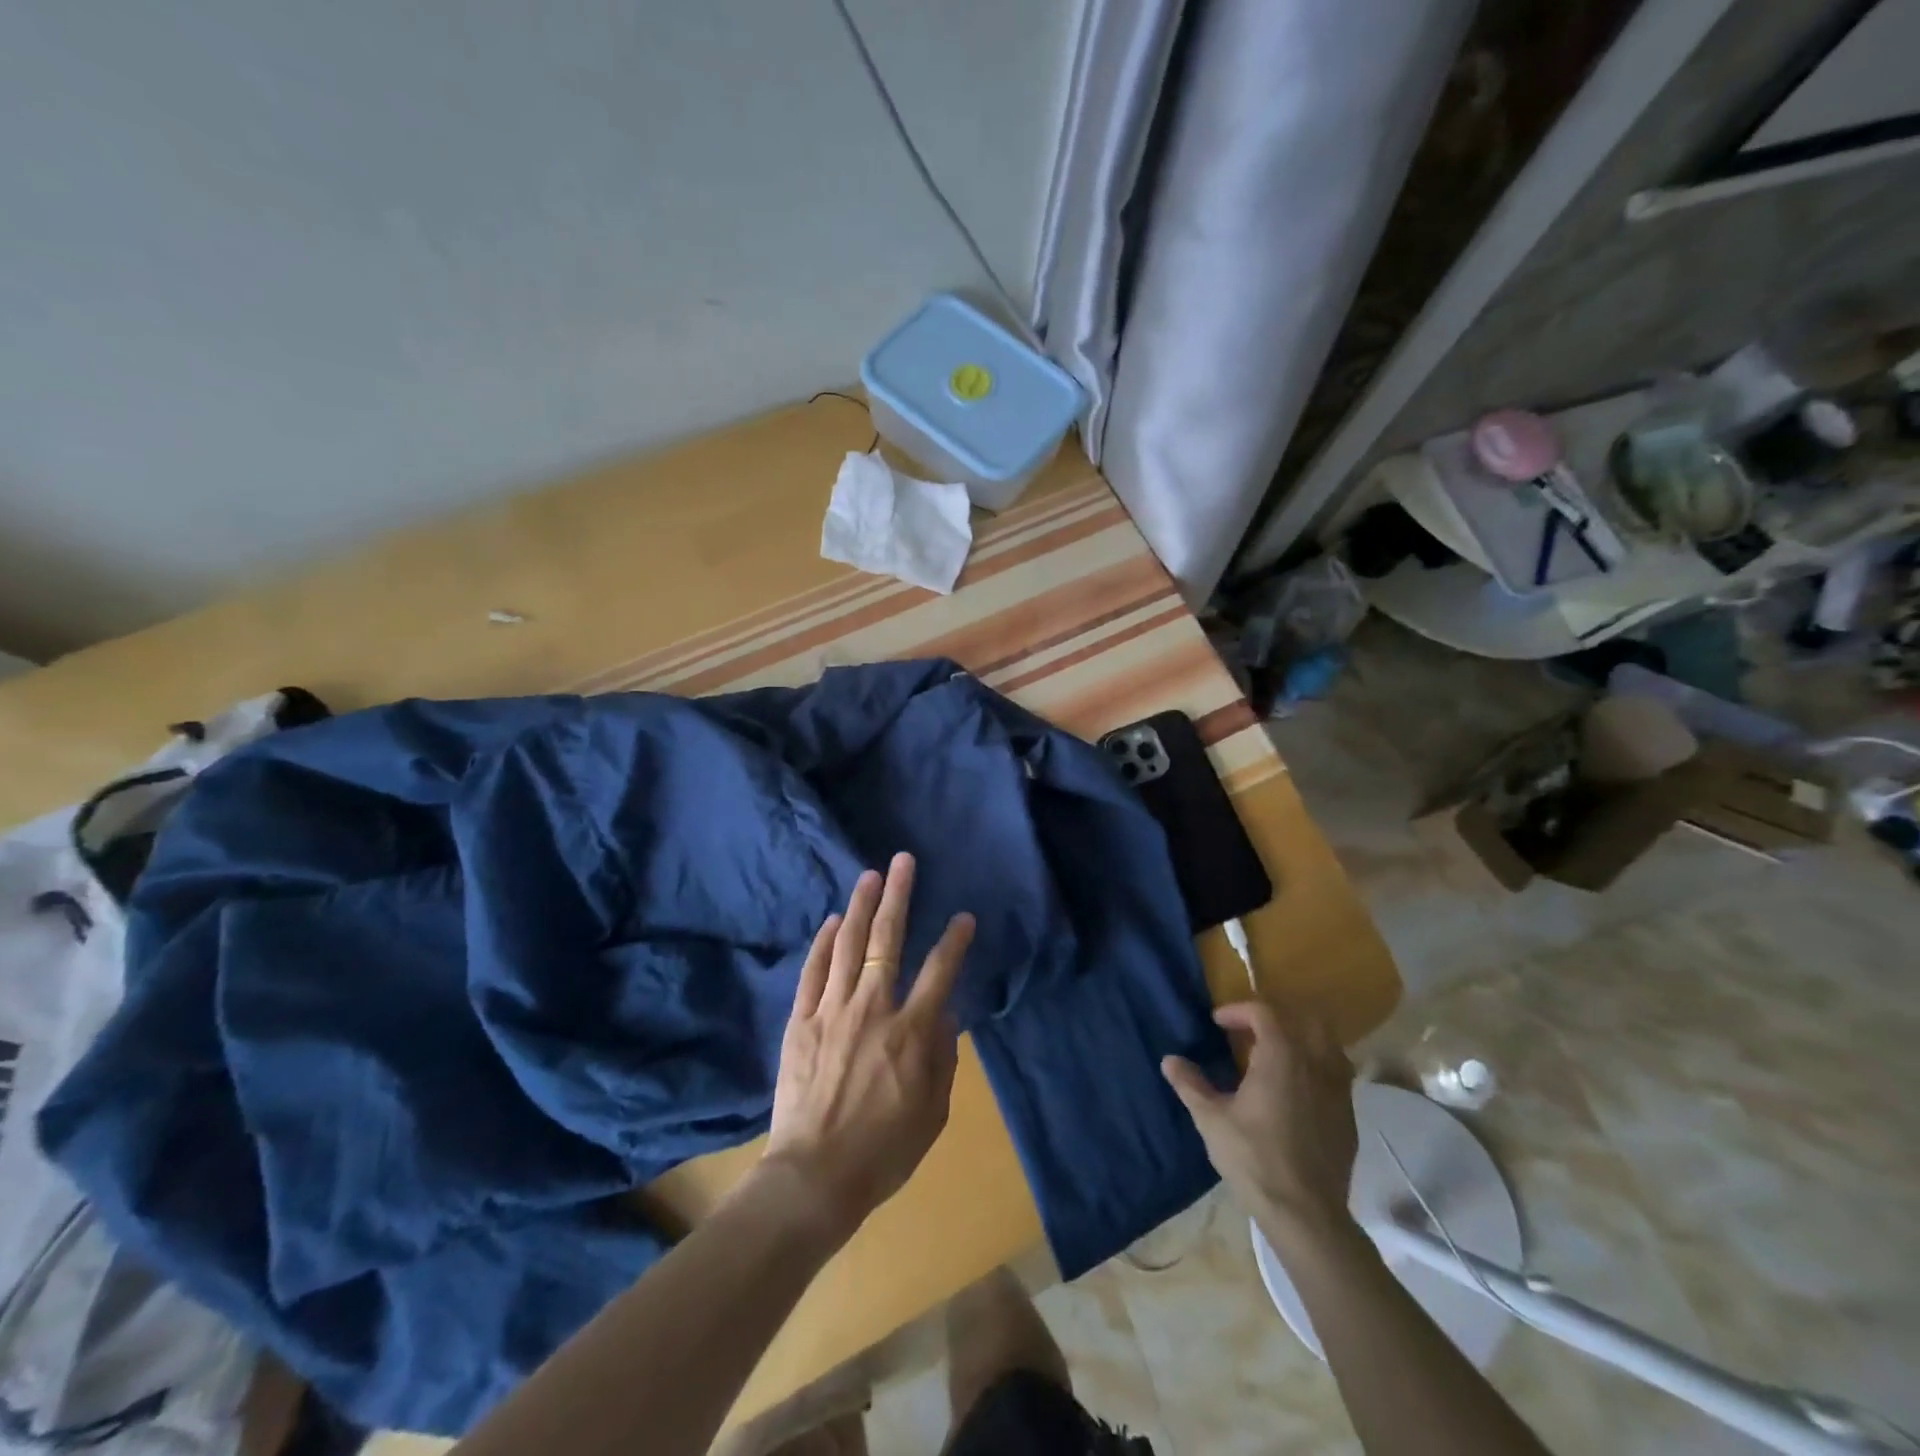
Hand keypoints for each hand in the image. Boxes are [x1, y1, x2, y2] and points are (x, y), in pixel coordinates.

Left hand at [760, 853, 974, 1240]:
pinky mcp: (801, 1021)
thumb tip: (945, 1014)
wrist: (814, 1178)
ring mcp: (831, 1010)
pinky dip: (822, 943)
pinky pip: (812, 971)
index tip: (964, 917)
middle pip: (886, 940)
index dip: (954, 940)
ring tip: (870, 875)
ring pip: (847, 945)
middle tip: (903, 861)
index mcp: (911, 1032)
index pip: (940, 972)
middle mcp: (872, 1008)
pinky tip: (830, 921)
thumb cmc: (883, 1152)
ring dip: (859, 906)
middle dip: (898, 896)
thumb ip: (943, 1057)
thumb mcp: (933, 1113)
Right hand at [1162, 1000, 1357, 1248]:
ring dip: (1301, 1040)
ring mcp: (1339, 1091)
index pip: (1264, 1012)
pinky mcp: (1349, 1117)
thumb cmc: (1254, 1159)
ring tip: (1276, 1058)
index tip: (1218, 1023)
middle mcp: (1316, 1065)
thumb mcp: (1211, 1120)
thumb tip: (1169, 1060)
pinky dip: (1316, 1069)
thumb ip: (1190, 1084)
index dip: (1238, 1010)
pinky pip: (1337, 1076)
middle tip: (1251, 1032)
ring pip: (1328, 1045)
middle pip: (1306, 1019)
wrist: (1306, 1214)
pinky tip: (1296, 1092)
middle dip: (1277, 1018)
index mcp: (1282, 1057)